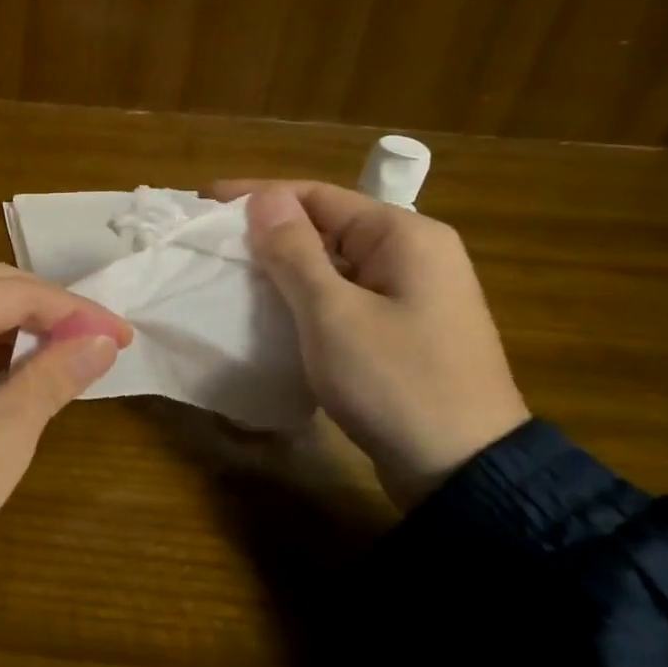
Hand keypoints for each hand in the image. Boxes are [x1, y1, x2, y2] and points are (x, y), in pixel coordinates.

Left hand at [0, 265, 132, 581]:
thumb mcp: (6, 429)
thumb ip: (55, 373)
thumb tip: (102, 341)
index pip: (21, 292)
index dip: (78, 311)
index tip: (123, 338)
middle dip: (48, 313)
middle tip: (98, 342)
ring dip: (16, 329)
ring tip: (61, 359)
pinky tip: (10, 374)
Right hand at [211, 180, 528, 510]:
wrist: (463, 471)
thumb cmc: (396, 381)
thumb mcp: (333, 313)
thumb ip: (295, 252)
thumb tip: (264, 197)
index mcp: (404, 236)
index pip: (318, 195)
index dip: (258, 195)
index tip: (204, 201)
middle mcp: (413, 254)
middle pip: (326, 226)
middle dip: (268, 231)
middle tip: (210, 241)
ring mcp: (411, 294)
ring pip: (332, 263)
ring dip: (283, 266)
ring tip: (229, 272)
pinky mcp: (402, 329)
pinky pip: (342, 295)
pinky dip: (304, 295)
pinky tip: (269, 308)